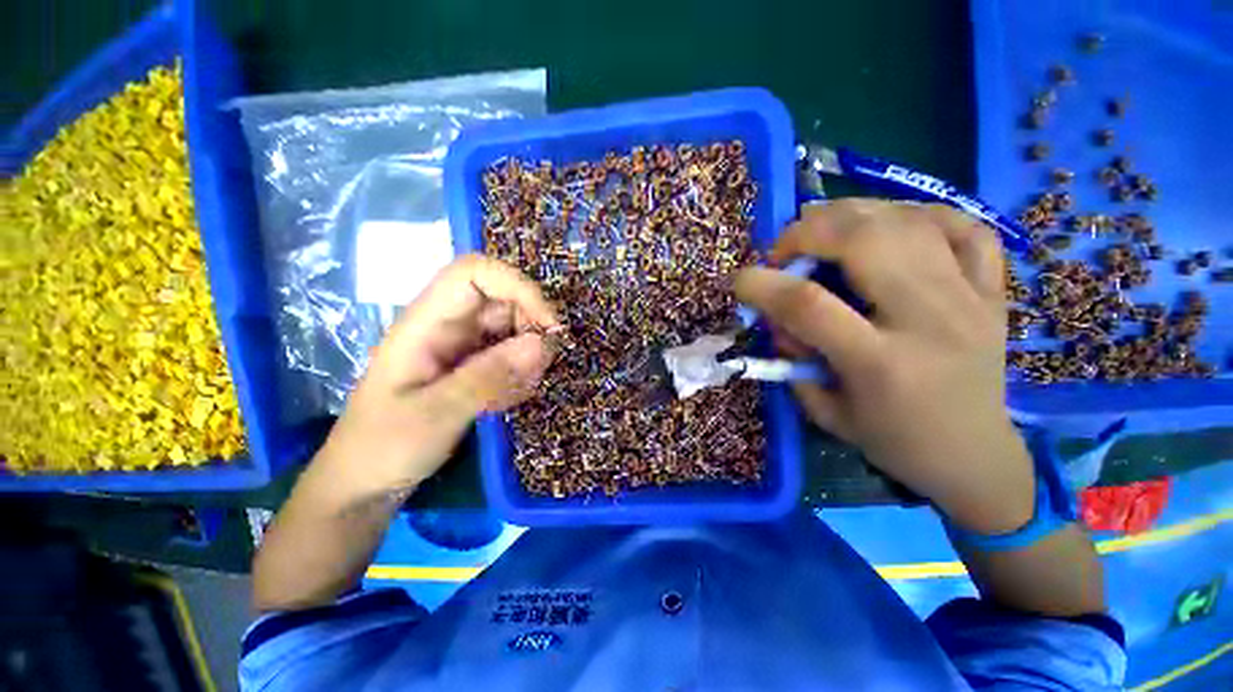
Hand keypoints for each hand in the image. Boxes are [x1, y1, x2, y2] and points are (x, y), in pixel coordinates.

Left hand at [314, 255, 559, 499]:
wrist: (365, 482)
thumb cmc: (384, 446)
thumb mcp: (435, 414)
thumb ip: (488, 377)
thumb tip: (541, 343)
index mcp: (427, 322)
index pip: (474, 273)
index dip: (517, 286)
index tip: (547, 324)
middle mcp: (448, 325)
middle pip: (504, 299)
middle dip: (532, 328)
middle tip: (538, 369)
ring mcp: (463, 345)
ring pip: (514, 328)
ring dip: (529, 357)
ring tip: (515, 394)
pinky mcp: (472, 365)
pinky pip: (511, 355)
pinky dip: (521, 374)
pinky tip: (505, 403)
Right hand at [735, 201, 1033, 533]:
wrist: (975, 457)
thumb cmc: (892, 441)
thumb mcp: (824, 412)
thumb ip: (793, 358)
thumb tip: (777, 313)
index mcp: (880, 364)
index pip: (808, 304)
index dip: (763, 284)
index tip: (740, 281)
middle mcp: (930, 321)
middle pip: (865, 241)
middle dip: (808, 232)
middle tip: (786, 250)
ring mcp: (970, 300)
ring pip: (909, 222)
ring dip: (853, 214)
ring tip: (825, 231)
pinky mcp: (994, 292)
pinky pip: (964, 227)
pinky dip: (919, 214)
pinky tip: (890, 226)